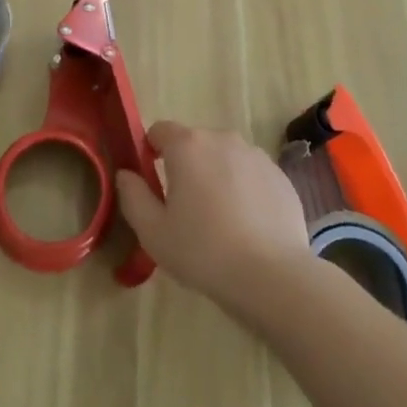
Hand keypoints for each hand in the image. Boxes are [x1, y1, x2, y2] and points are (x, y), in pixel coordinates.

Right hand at [115, 121, 311, 316]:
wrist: (272, 276)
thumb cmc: (203, 251)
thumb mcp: (153, 232)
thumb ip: (133, 196)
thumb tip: (126, 174)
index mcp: (187, 145)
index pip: (159, 131)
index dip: (151, 152)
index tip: (152, 184)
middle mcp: (222, 139)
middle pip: (194, 144)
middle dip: (186, 167)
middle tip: (185, 209)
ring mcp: (255, 155)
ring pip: (224, 158)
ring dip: (216, 176)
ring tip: (219, 220)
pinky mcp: (279, 175)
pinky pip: (251, 174)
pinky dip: (244, 190)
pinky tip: (247, 226)